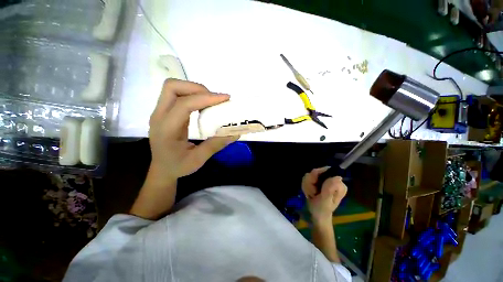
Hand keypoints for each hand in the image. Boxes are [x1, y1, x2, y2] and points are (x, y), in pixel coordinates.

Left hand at [148, 79, 237, 183]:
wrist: (162, 169)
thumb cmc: (177, 166)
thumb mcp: (198, 159)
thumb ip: (216, 145)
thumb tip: (235, 133)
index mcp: (166, 129)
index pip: (184, 104)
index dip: (205, 98)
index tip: (225, 98)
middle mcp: (159, 116)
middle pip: (172, 87)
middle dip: (197, 88)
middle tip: (215, 99)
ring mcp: (160, 112)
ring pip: (174, 88)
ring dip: (195, 90)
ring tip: (211, 101)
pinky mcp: (165, 112)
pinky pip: (177, 95)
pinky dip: (193, 95)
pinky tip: (204, 105)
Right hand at [302, 167, 347, 222]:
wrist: (317, 215)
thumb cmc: (322, 210)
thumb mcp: (325, 201)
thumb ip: (329, 189)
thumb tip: (337, 177)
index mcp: (339, 185)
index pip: (325, 172)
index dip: (316, 178)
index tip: (314, 191)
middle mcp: (333, 180)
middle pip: (316, 172)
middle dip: (310, 183)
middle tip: (312, 194)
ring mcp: (325, 180)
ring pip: (310, 175)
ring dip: (307, 185)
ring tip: (310, 194)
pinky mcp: (318, 181)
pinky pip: (307, 177)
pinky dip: (306, 185)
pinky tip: (308, 193)